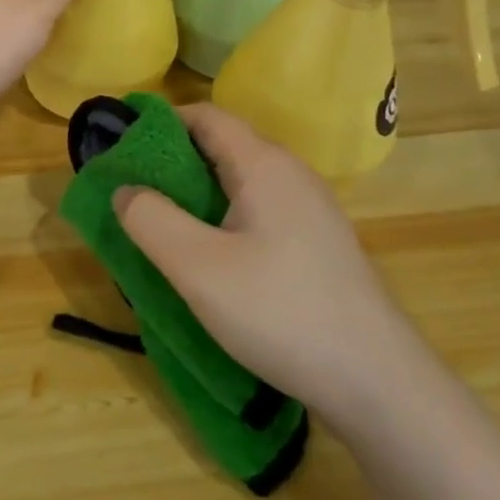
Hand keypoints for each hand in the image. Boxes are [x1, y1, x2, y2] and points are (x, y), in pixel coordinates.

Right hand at [113, 104, 410, 406]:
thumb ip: (151, 220)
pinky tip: (211, 257)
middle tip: (134, 193)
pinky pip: (260, 210)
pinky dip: (225, 217)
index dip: (161, 122)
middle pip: (224, 146)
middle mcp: (292, 174)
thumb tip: (125, 189)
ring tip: (163, 226)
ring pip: (242, 182)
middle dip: (174, 161)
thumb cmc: (280, 313)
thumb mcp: (199, 268)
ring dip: (199, 194)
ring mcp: (311, 209)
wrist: (378, 383)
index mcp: (264, 165)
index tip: (121, 147)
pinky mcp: (318, 243)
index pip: (206, 116)